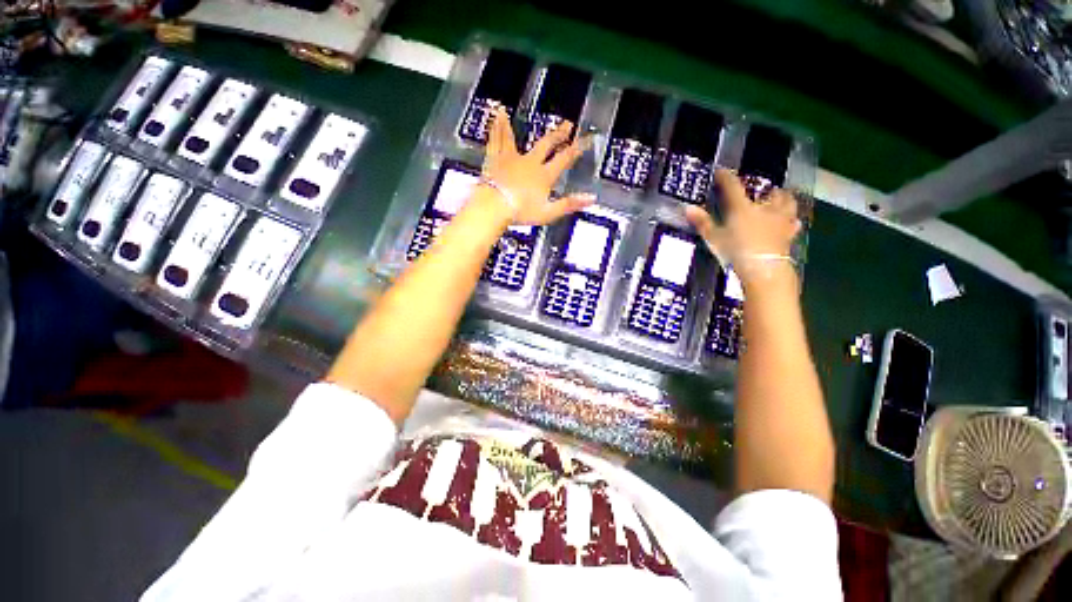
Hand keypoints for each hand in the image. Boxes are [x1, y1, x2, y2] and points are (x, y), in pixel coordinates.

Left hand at [482, 106, 594, 224]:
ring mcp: (511, 159)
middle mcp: (529, 162)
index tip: (586, 140)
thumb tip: (591, 198)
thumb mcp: (548, 212)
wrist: (495, 207)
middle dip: (557, 135)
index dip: (576, 149)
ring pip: (516, 138)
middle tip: (566, 124)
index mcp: (543, 175)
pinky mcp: (495, 160)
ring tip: (516, 112)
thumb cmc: (521, 212)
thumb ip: (569, 204)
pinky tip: (496, 115)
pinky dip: (497, 127)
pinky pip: (496, 140)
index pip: (564, 159)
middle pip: (546, 145)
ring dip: (518, 125)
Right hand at [685, 169, 800, 284]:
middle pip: (767, 191)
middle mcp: (765, 208)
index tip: (720, 171)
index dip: (725, 177)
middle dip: (762, 189)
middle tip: (755, 191)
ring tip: (775, 200)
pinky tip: (788, 221)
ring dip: (781, 198)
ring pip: (787, 201)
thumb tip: (688, 208)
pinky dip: (790, 219)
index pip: (733, 186)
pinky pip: (793, 221)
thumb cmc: (736, 251)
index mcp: (743, 207)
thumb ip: (702, 222)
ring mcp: (780, 219)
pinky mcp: (789, 233)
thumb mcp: (714, 238)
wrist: (763, 269)